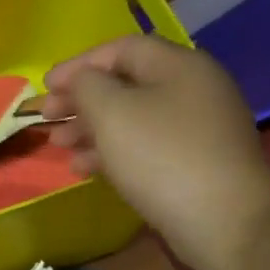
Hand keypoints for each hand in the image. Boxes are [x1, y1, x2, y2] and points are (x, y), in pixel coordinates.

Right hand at [42, 35, 269, 269]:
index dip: (78, 64)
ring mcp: (197, 127)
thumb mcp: (111, 111)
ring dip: (90, 128)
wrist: (224, 220)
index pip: (120, 48)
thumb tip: (82, 81)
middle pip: (126, 83)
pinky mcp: (195, 161)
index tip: (44, 86)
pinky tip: (85, 170)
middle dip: (81, 99)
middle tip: (47, 119)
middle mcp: (193, 88)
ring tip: (60, 147)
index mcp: (178, 65)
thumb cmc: (161, 156)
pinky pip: (145, 145)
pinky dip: (112, 151)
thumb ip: (87, 85)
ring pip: (132, 117)